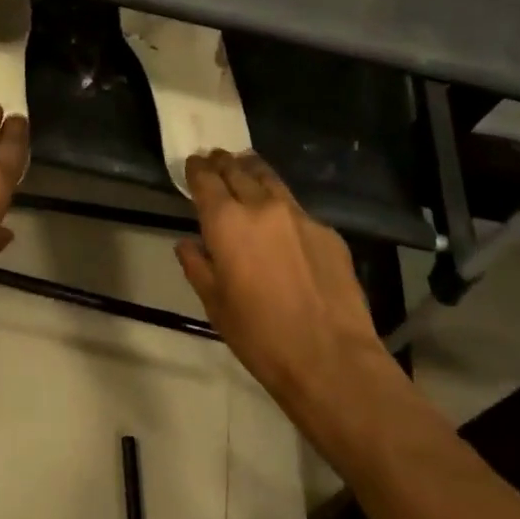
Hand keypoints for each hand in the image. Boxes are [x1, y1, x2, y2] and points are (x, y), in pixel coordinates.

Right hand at [175, 151, 407, 427]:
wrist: (331, 358)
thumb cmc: (260, 336)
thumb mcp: (215, 305)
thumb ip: (197, 266)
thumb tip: (188, 244)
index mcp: (226, 221)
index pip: (205, 178)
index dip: (196, 168)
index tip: (193, 163)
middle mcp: (260, 205)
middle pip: (237, 169)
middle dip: (223, 163)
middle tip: (216, 160)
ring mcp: (298, 214)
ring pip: (269, 179)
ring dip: (253, 171)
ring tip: (246, 169)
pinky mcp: (327, 231)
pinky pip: (297, 209)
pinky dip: (282, 206)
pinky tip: (283, 223)